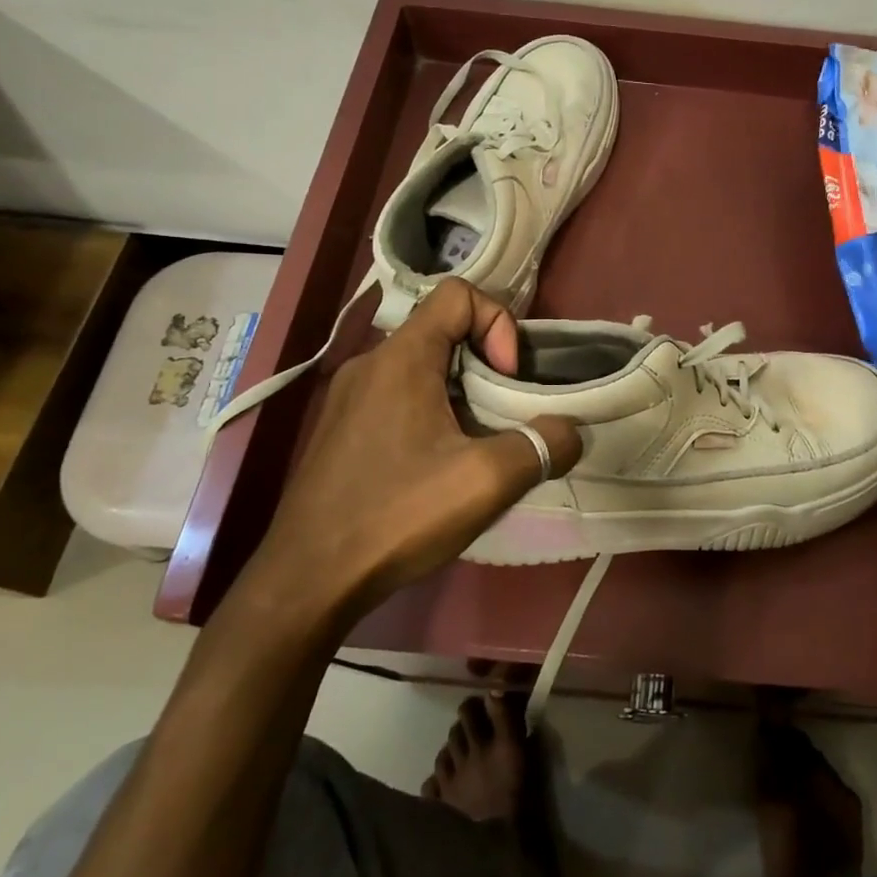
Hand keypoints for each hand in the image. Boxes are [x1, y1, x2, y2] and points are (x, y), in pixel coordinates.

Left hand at [248, 281, 581, 616]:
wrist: (306, 581)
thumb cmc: (397, 515)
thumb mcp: (486, 480)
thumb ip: (543, 446)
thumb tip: (570, 432)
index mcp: (401, 358)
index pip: (458, 295)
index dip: (498, 323)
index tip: (507, 379)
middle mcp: (369, 365)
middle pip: (442, 331)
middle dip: (486, 364)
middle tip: (503, 415)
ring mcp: (349, 399)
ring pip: (421, 368)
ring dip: (460, 393)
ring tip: (476, 445)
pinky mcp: (341, 431)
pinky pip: (398, 398)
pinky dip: (432, 414)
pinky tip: (438, 468)